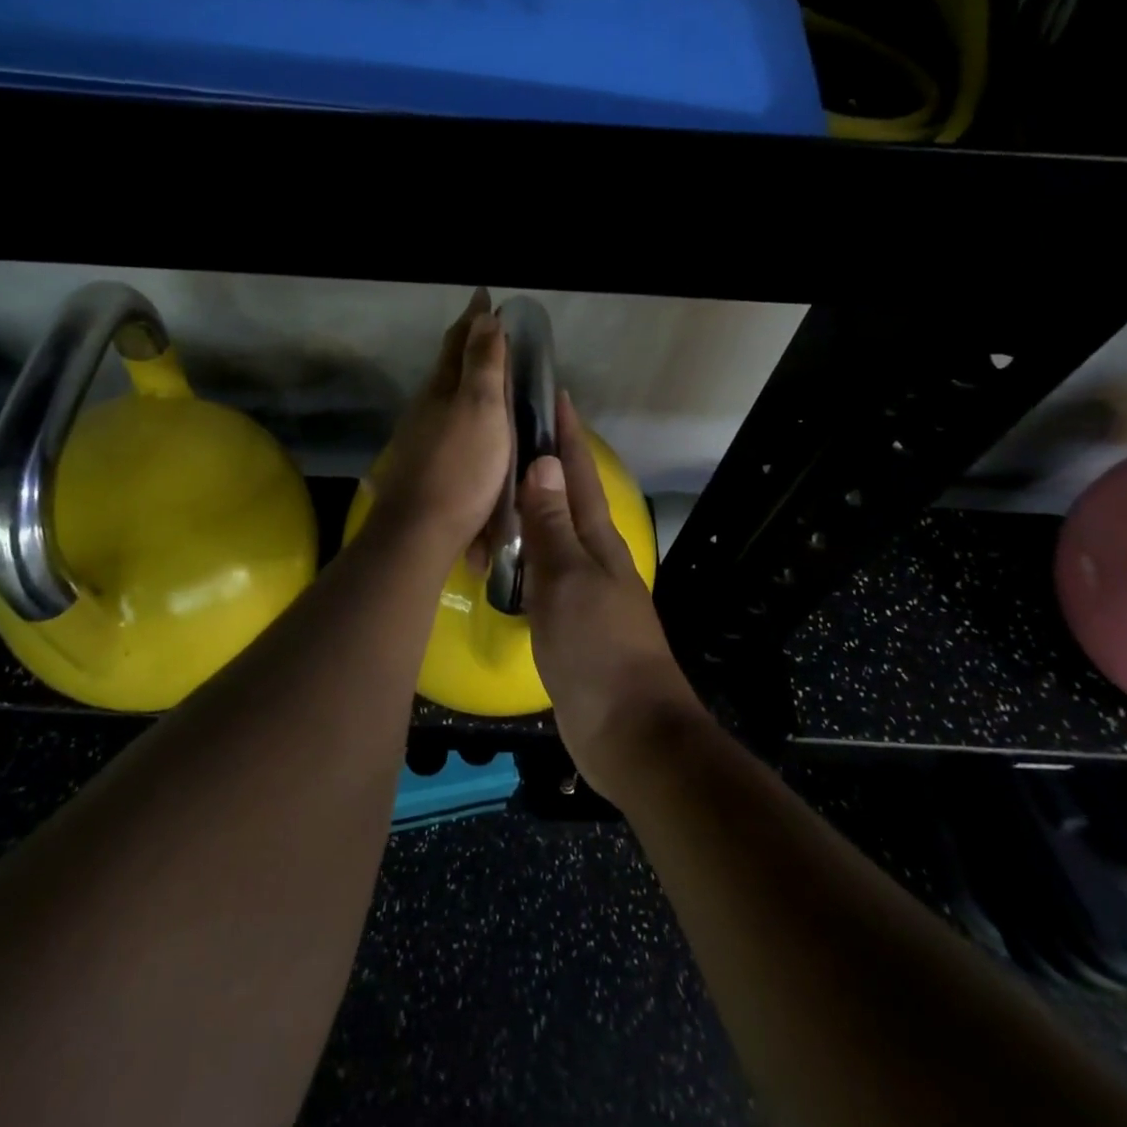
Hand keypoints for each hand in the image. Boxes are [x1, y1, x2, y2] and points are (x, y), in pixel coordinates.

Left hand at [365, 289, 510, 569]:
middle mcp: (426, 407)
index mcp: (442, 388)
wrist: (421, 531)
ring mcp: (421, 438)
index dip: (474, 318)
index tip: (484, 295)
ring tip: (490, 378)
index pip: (458, 341)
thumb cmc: (461, 467)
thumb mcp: (482, 409)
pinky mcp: (424, 466)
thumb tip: (484, 316)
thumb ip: (483, 364)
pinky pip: (448, 427)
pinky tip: (473, 428)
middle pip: (449, 367)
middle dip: (469, 346)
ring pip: (446, 398)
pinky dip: (465, 415)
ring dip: (466, 382)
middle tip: (492, 332)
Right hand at [518, 393, 705, 797]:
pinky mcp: (570, 621)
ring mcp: (583, 590)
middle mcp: (593, 556)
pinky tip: (504, 553)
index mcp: (597, 540)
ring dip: (531, 506)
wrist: (628, 731)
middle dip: (545, 462)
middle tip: (511, 433)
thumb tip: (540, 463)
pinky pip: (542, 572)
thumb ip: (551, 525)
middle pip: (567, 498)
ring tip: (497, 483)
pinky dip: (524, 553)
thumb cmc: (598, 649)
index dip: (566, 435)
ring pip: (553, 533)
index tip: (553, 395)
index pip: (578, 474)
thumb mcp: (567, 581)